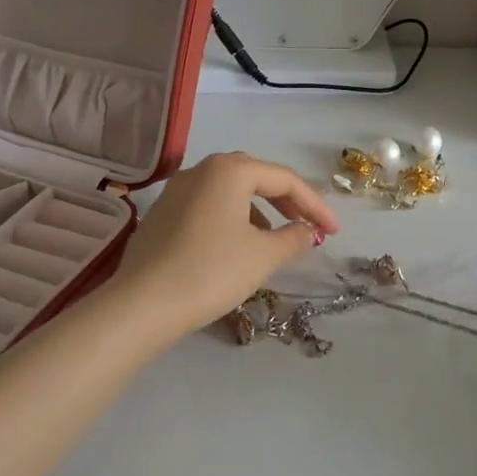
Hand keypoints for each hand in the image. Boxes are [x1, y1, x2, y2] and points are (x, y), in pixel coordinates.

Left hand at [106, 152, 339, 342]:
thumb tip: (306, 231)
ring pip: (230, 191)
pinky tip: (236, 247)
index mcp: (230, 170)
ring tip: (274, 240)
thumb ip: (293, 238)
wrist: (142, 305)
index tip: (333, 232)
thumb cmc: (212, 271)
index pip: (285, 180)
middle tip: (308, 226)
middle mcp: (201, 170)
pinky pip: (208, 206)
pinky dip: (232, 219)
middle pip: (256, 177)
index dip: (315, 205)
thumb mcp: (263, 256)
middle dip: (286, 201)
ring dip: (258, 210)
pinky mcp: (161, 215)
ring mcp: (176, 191)